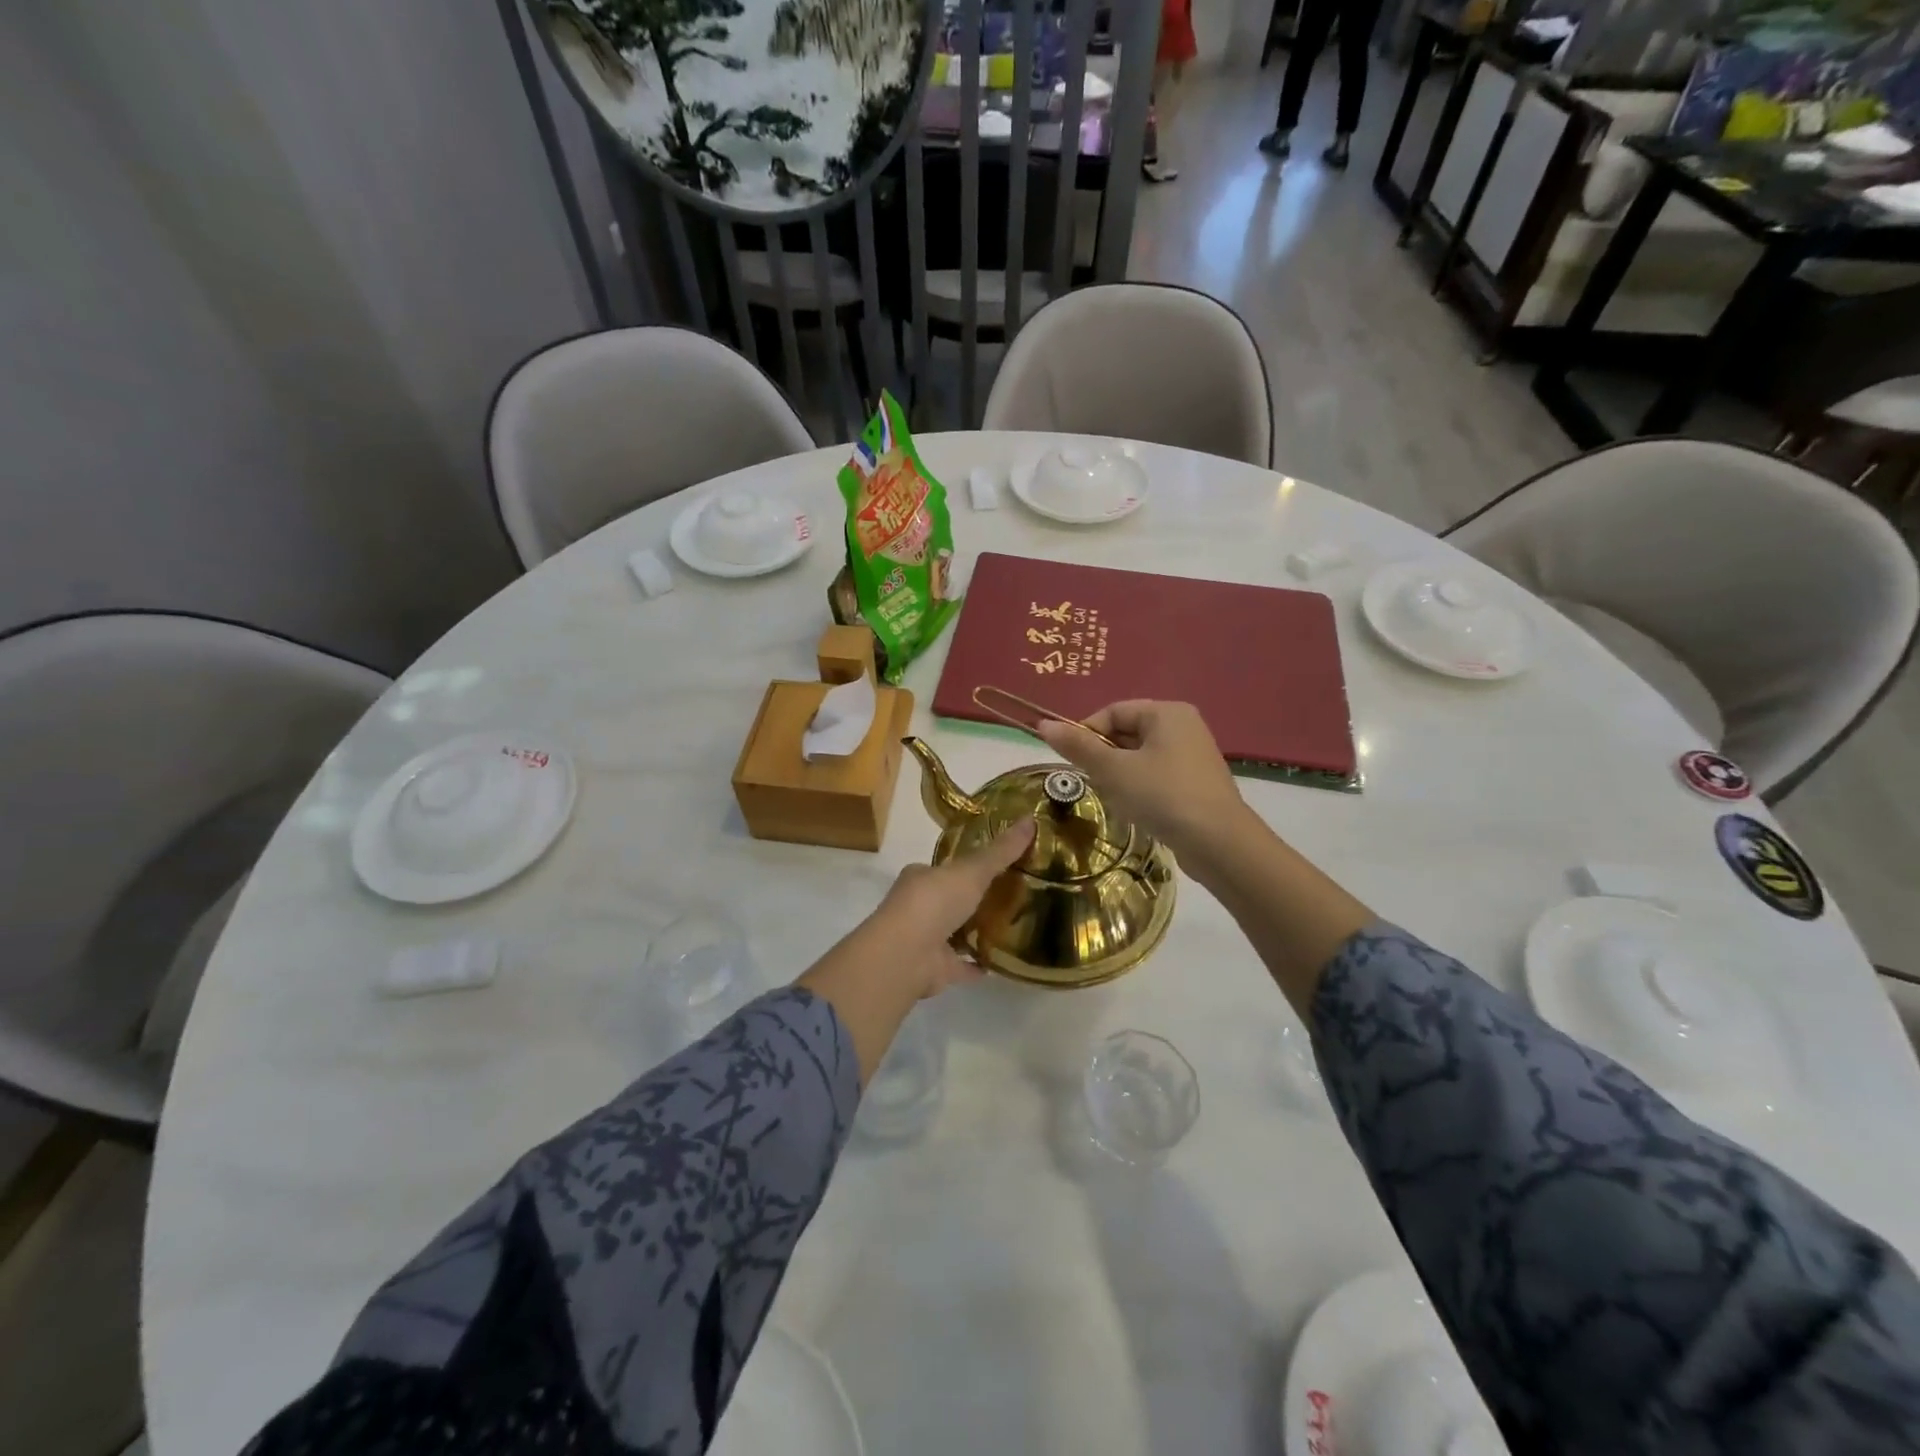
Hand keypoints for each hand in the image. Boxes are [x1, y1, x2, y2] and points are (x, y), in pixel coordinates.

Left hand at [861, 819, 1036, 998]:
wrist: (906, 955)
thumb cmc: (934, 902)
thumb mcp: (972, 870)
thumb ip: (1001, 850)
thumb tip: (1031, 818)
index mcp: (921, 878)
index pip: (945, 868)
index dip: (968, 867)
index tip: (997, 865)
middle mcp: (919, 907)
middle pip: (950, 900)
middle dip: (974, 899)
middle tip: (1012, 895)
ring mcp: (926, 940)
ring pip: (954, 932)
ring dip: (976, 931)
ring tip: (1013, 926)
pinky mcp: (935, 969)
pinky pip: (962, 965)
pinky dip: (978, 964)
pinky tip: (1001, 962)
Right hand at [1036, 701, 1247, 862]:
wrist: (1219, 843)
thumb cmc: (1162, 796)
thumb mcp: (1113, 770)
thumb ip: (1079, 747)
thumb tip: (1044, 724)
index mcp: (1166, 712)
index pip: (1113, 712)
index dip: (1086, 732)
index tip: (1070, 760)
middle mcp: (1184, 726)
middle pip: (1127, 732)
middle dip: (1103, 755)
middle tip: (1089, 781)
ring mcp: (1194, 755)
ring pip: (1140, 756)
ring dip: (1119, 775)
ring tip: (1112, 797)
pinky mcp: (1197, 782)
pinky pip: (1157, 775)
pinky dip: (1140, 788)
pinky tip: (1135, 809)